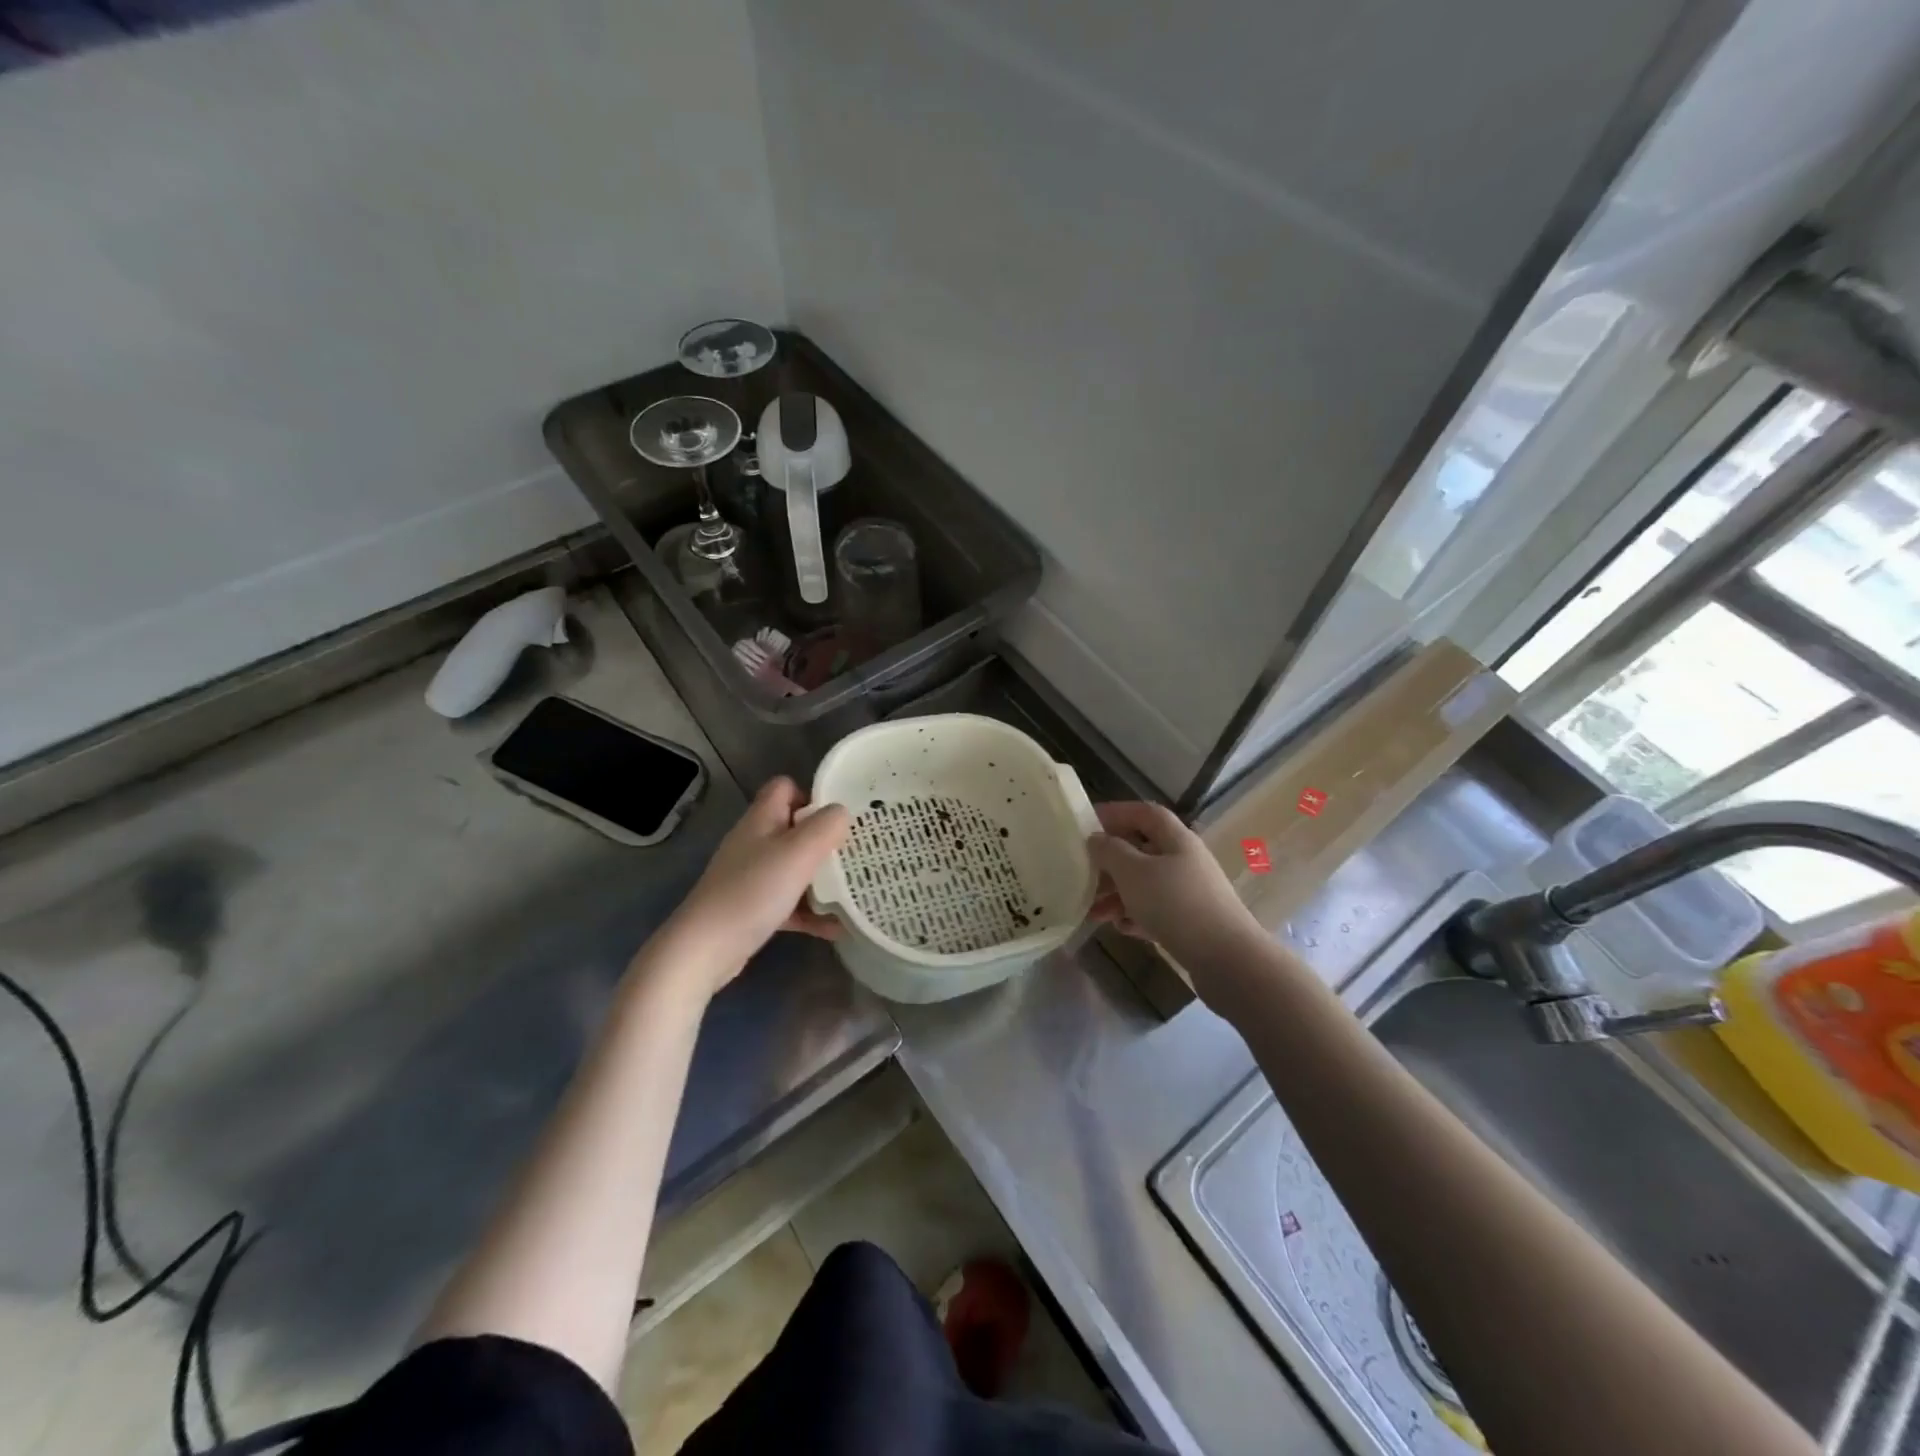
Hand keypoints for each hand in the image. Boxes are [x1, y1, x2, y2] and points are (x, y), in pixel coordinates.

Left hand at [652, 778, 850, 995]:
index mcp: (761, 820)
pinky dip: (811, 912)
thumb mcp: (798, 852)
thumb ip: (826, 827)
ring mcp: (751, 877)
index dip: (812, 795)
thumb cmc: (753, 891)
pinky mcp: (752, 908)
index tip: (840, 816)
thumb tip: (842, 812)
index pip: (785, 788)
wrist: (705, 948)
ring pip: (794, 867)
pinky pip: (790, 903)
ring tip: (853, 890)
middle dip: (826, 839)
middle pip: (794, 828)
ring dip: (822, 879)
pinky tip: (836, 927)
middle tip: (855, 852)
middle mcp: (755, 843)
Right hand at [1087, 802, 1265, 982]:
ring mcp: (1190, 892)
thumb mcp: (1133, 872)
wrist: (1227, 959)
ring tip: (1092, 912)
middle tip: (1082, 873)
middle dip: (1110, 862)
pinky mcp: (1191, 922)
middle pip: (1142, 850)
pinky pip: (1156, 911)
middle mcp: (1185, 860)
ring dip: (1117, 893)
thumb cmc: (1175, 904)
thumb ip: (1110, 851)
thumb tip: (1096, 838)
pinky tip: (1120, 928)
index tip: (1087, 823)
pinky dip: (1136, 915)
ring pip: (1146, 884)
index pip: (1145, 813)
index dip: (1116, 812)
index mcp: (1176, 839)